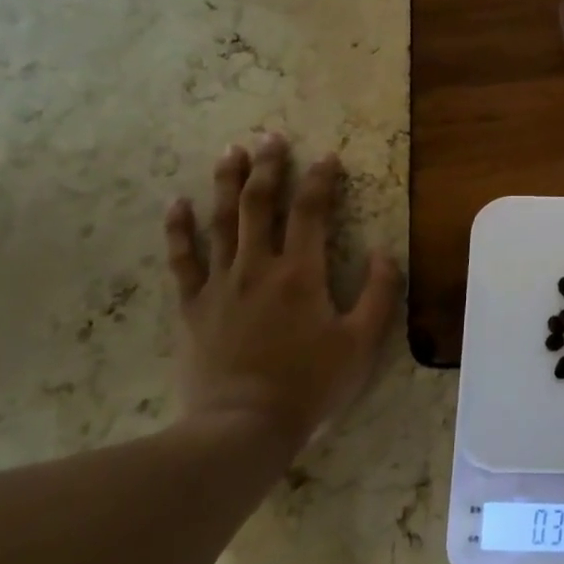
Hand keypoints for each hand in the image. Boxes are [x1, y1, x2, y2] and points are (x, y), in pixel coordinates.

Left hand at [164, 133, 400, 447]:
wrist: (242, 427)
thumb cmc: (309, 385)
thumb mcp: (362, 344)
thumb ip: (379, 294)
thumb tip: (386, 251)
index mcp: (301, 273)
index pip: (311, 211)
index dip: (320, 180)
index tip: (328, 157)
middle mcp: (257, 267)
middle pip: (259, 204)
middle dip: (268, 167)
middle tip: (270, 136)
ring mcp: (219, 285)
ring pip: (220, 221)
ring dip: (226, 183)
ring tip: (231, 151)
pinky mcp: (193, 306)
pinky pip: (182, 260)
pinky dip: (178, 229)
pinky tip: (176, 203)